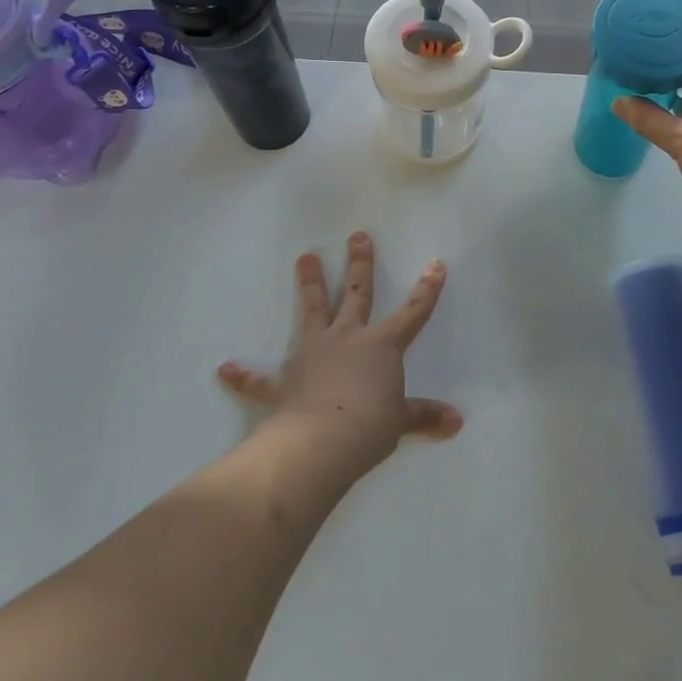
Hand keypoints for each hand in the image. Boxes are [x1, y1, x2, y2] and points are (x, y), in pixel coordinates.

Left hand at [216, 232, 462, 474]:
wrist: (320, 444)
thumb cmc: (369, 427)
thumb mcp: (401, 421)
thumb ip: (425, 417)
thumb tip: (456, 422)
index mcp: (381, 346)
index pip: (412, 312)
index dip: (426, 290)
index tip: (435, 264)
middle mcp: (347, 338)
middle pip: (356, 294)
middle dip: (360, 264)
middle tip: (357, 235)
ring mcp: (313, 354)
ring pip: (313, 310)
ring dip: (309, 283)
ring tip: (305, 257)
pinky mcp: (284, 381)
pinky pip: (260, 378)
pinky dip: (244, 375)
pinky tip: (224, 369)